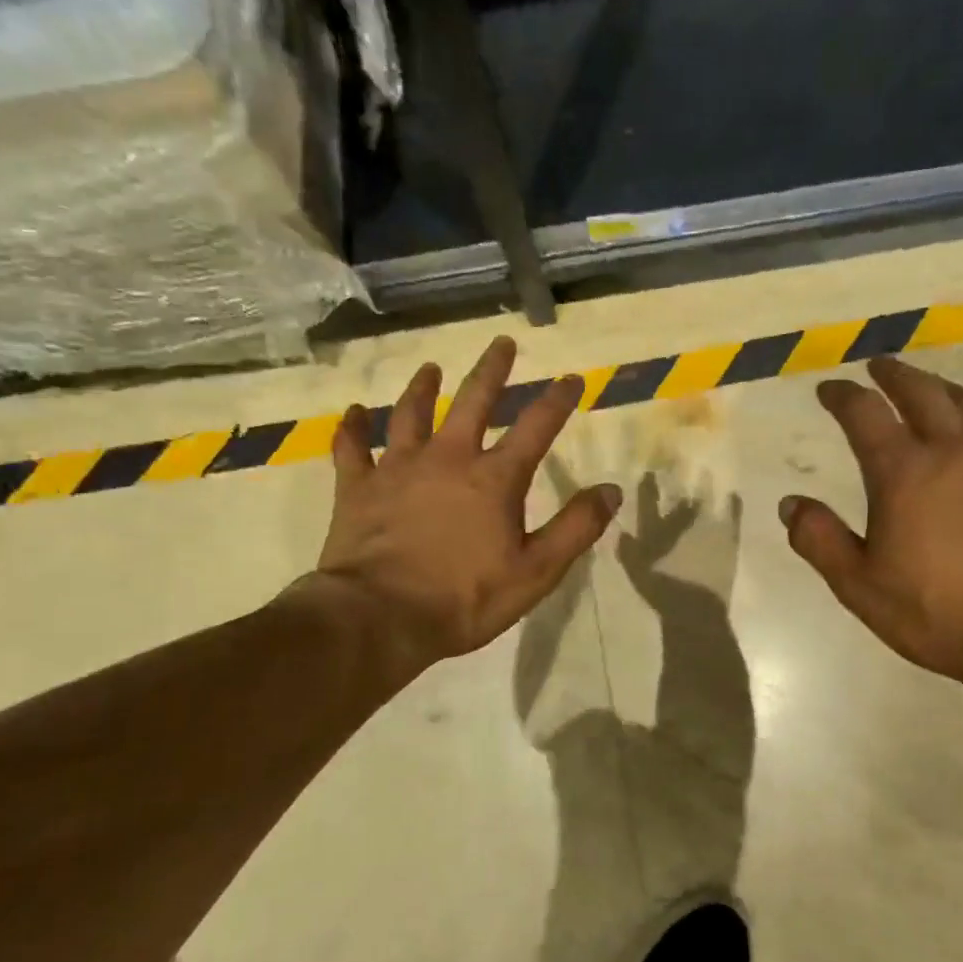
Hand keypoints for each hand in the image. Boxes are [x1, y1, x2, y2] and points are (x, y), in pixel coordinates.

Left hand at [291, 337, 621, 676]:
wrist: (381, 618)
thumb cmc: (465, 598)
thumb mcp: (537, 571)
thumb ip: (576, 528)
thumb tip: (611, 490)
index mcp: (494, 478)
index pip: (536, 427)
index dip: (558, 400)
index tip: (572, 378)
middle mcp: (447, 458)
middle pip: (473, 402)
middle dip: (492, 371)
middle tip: (502, 343)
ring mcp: (397, 468)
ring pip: (410, 414)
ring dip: (423, 388)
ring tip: (430, 368)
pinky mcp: (357, 487)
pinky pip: (351, 448)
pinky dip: (352, 428)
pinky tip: (353, 413)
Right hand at [781, 358, 962, 685]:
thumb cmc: (939, 611)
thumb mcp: (860, 585)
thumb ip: (820, 540)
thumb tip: (790, 503)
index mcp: (902, 472)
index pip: (865, 414)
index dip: (843, 396)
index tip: (829, 388)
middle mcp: (953, 450)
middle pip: (921, 392)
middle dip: (895, 375)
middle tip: (879, 366)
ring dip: (942, 388)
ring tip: (930, 388)